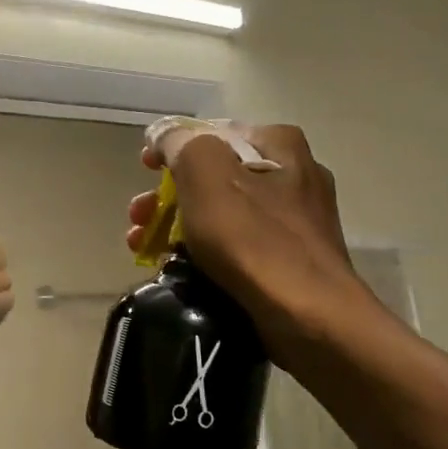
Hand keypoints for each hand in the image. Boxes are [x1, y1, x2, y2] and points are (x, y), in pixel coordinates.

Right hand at [127, 125, 382, 363]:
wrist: (309, 316)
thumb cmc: (253, 238)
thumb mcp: (205, 174)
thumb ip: (179, 142)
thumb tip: (162, 133)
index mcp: (279, 145)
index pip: (211, 132)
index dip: (171, 147)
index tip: (144, 170)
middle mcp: (294, 173)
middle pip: (214, 174)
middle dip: (168, 194)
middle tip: (138, 216)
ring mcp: (296, 219)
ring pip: (223, 211)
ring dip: (178, 224)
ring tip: (143, 247)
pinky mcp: (292, 259)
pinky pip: (238, 244)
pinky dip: (205, 250)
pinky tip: (178, 266)